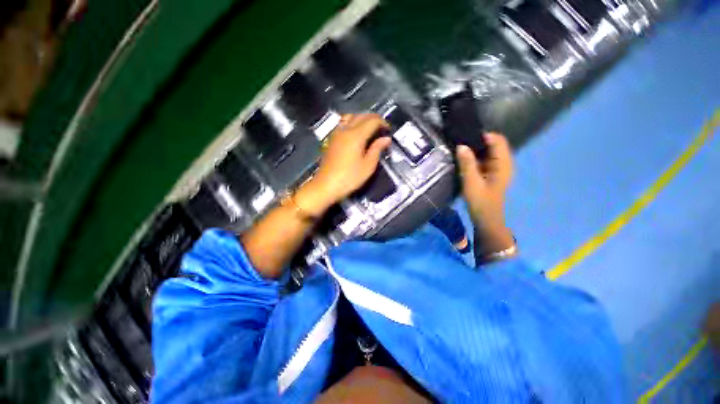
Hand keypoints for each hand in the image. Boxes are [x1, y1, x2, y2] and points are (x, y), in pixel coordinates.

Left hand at [311, 114, 391, 203]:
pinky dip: (352, 122)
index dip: (382, 122)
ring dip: (362, 118)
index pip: (372, 121)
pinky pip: (343, 123)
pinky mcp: (332, 139)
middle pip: (361, 115)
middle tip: (381, 128)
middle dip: (374, 119)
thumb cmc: (349, 178)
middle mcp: (346, 130)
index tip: (388, 130)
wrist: (326, 185)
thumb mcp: (368, 166)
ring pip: (351, 117)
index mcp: (356, 135)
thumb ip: (377, 149)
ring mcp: (337, 133)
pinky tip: (355, 133)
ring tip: (369, 129)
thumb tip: (386, 138)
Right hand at [456, 133, 514, 251]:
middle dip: (477, 142)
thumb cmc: (481, 202)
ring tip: (459, 150)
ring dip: (475, 150)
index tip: (464, 137)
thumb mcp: (471, 182)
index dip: (482, 136)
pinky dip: (474, 158)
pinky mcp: (491, 173)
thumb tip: (461, 145)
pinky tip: (463, 160)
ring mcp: (498, 168)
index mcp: (503, 164)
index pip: (497, 140)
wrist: (486, 219)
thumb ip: (467, 164)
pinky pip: (484, 160)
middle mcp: (503, 163)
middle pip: (493, 144)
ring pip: (487, 152)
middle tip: (459, 143)